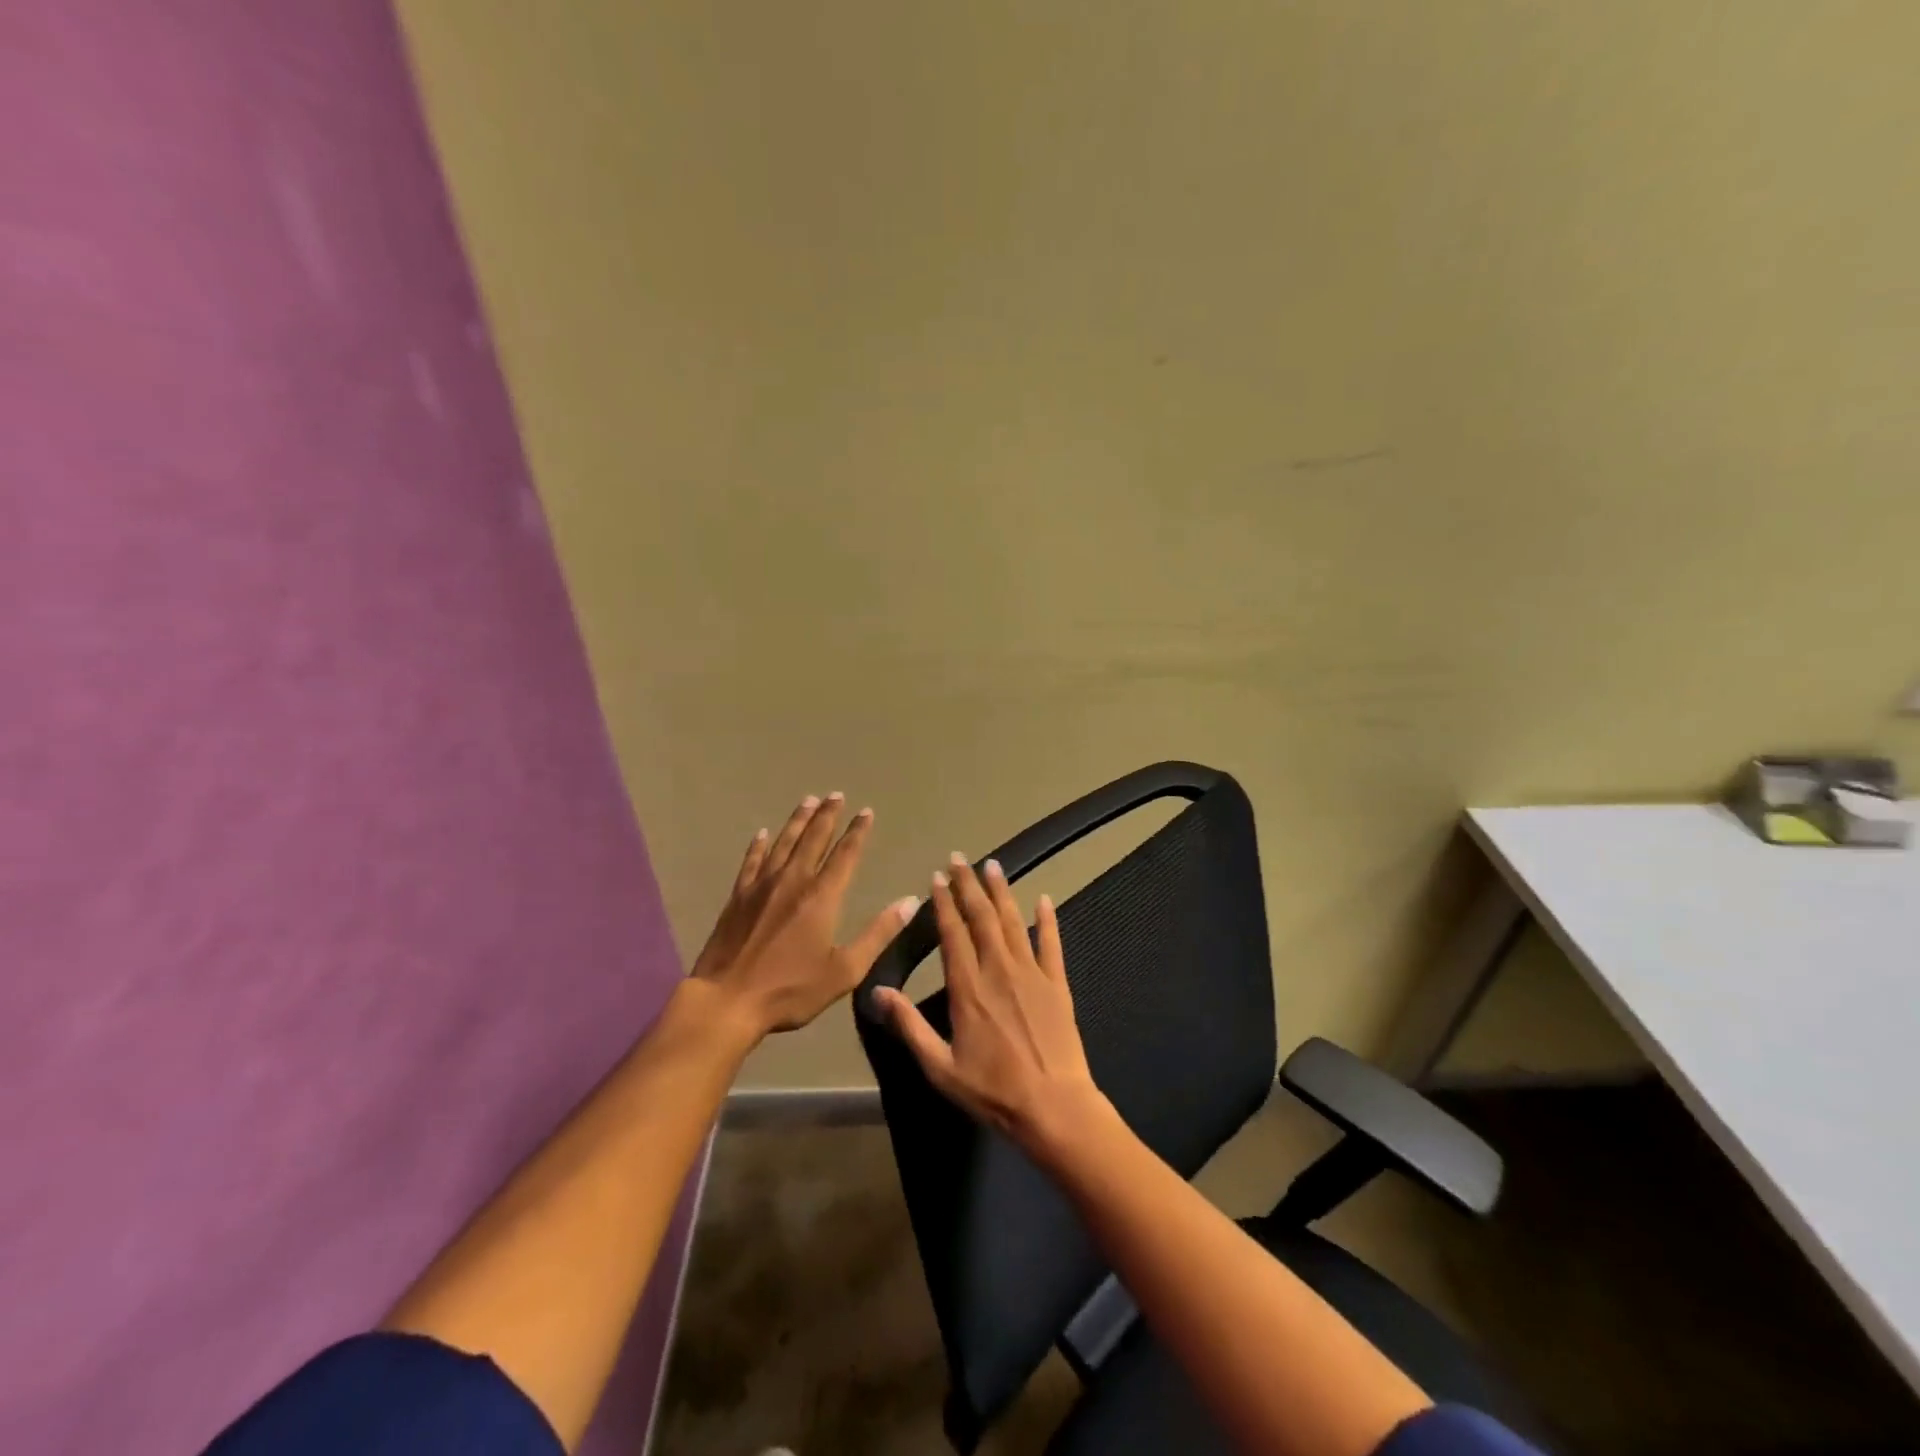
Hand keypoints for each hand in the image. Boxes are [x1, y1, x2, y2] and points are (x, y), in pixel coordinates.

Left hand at [691, 793, 920, 1039]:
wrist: (727, 1000)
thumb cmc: (790, 990)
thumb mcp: (845, 970)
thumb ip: (878, 933)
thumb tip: (909, 901)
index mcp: (822, 897)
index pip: (845, 854)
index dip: (857, 832)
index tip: (866, 812)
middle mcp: (793, 881)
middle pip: (813, 839)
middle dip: (827, 815)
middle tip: (836, 794)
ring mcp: (762, 886)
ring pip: (784, 843)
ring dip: (798, 820)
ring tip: (808, 800)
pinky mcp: (738, 897)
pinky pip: (752, 861)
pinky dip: (759, 845)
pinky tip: (763, 833)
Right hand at [876, 854, 1106, 1157]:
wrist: (1054, 1107)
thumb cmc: (993, 1091)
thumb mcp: (940, 1067)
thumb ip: (909, 1026)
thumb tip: (878, 991)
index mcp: (968, 988)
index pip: (952, 934)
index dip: (943, 903)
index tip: (937, 878)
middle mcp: (998, 970)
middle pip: (981, 917)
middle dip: (969, 885)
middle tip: (960, 858)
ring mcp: (1031, 973)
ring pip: (1013, 921)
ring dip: (1001, 892)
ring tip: (993, 865)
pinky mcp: (1057, 983)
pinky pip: (1052, 943)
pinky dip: (1048, 919)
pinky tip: (1044, 898)